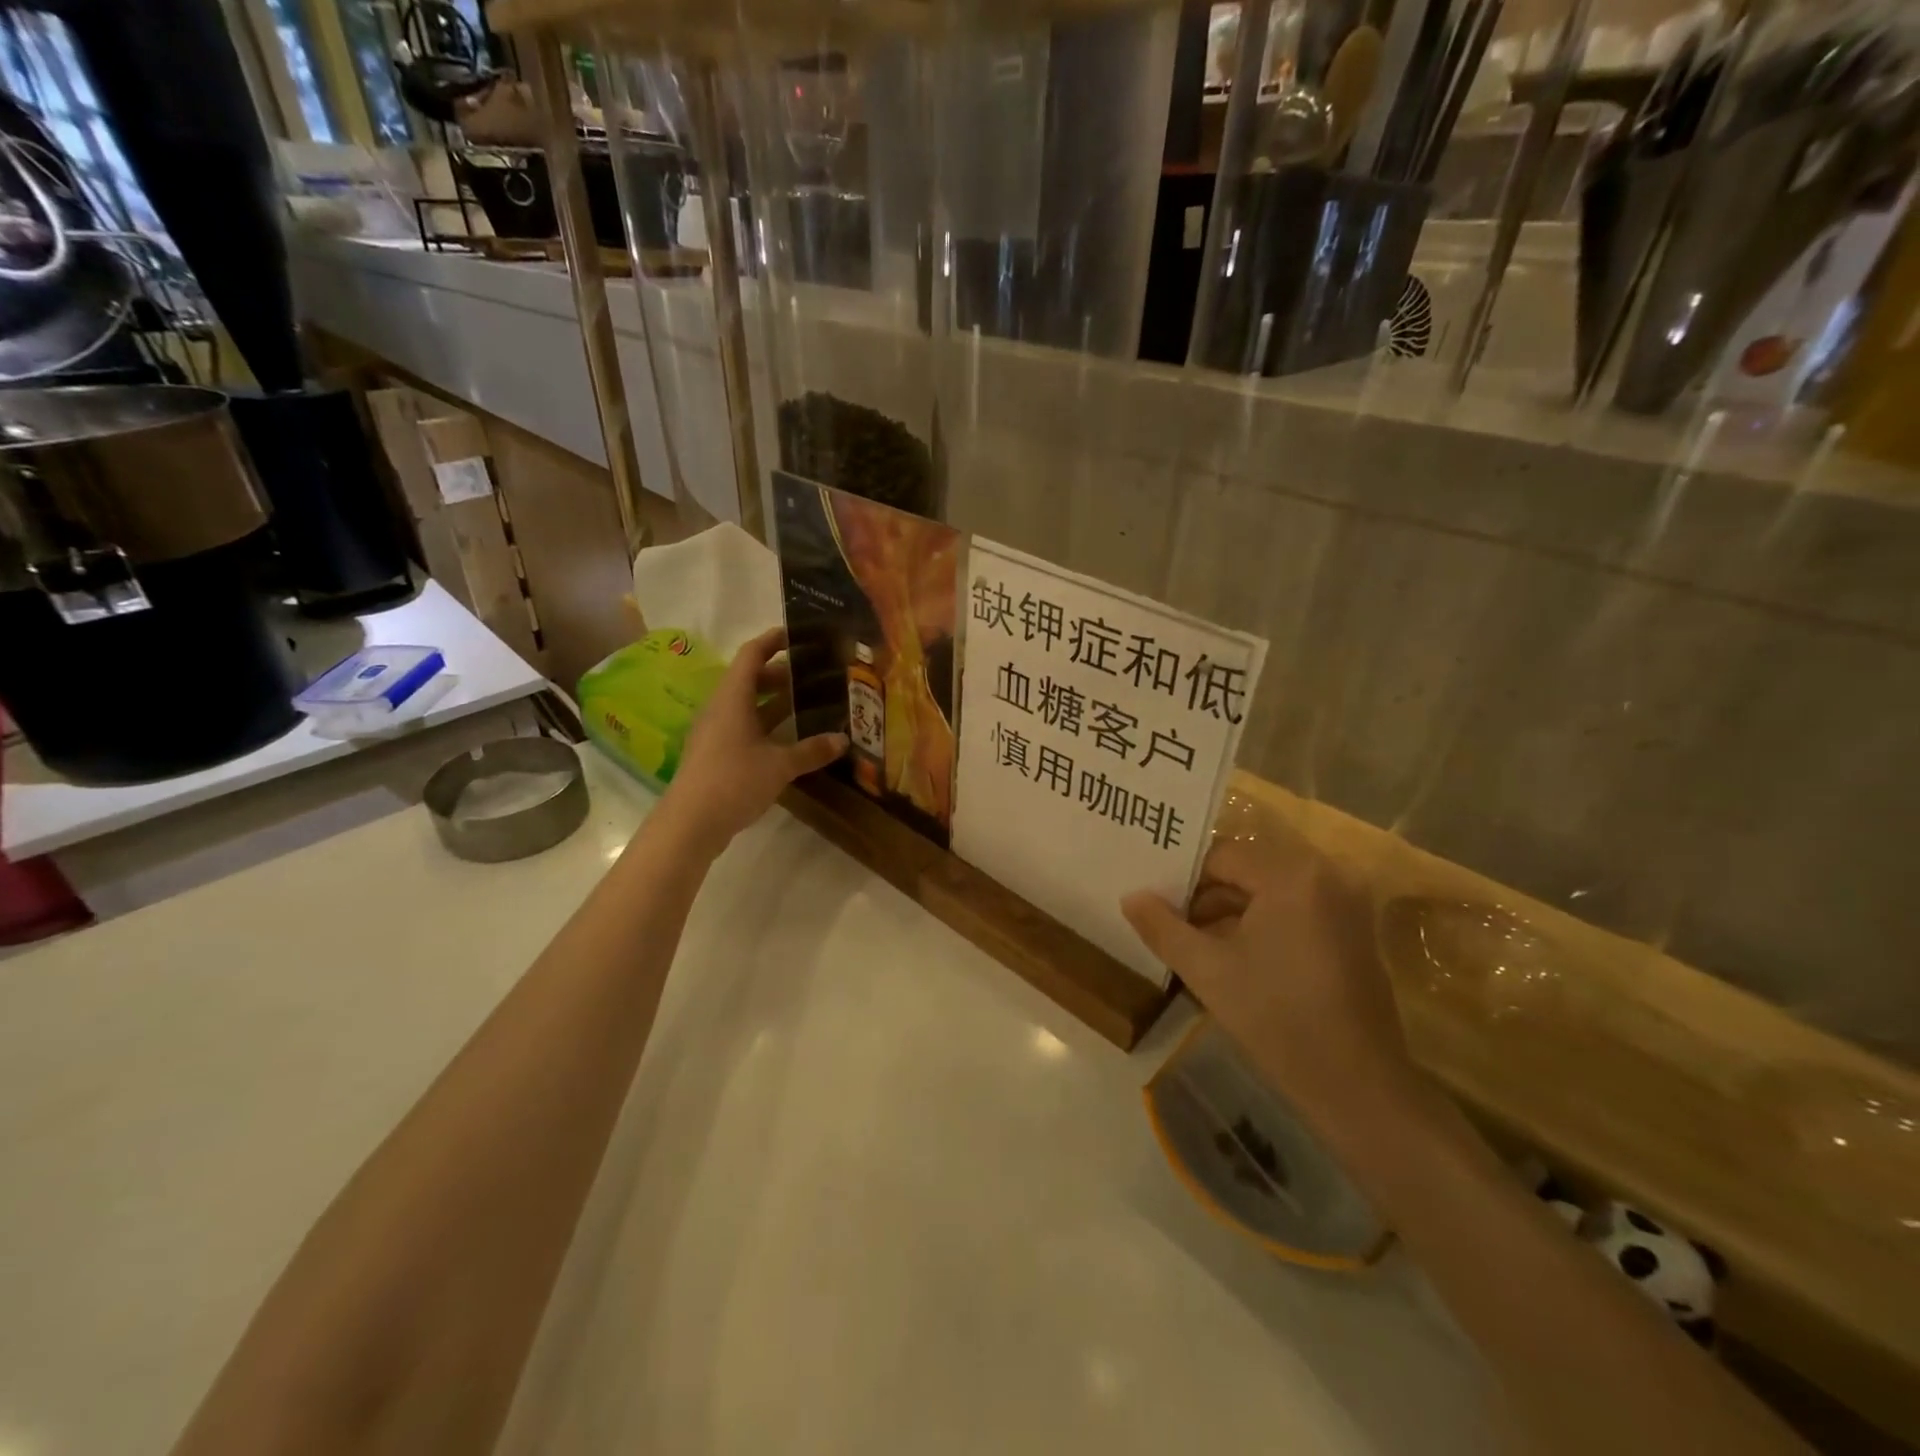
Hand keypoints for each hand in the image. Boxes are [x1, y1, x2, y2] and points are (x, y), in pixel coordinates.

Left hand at [660, 628, 846, 854]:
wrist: (690, 823)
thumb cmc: (733, 781)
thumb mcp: (779, 765)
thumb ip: (811, 750)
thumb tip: (843, 740)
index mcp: (733, 698)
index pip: (752, 655)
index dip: (773, 640)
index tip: (798, 634)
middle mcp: (721, 708)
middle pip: (750, 679)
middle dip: (781, 674)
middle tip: (815, 674)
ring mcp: (715, 733)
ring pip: (747, 706)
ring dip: (775, 702)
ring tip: (808, 702)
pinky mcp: (716, 755)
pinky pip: (744, 728)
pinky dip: (767, 725)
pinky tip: (789, 738)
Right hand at [1121, 819, 1416, 1130]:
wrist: (1357, 1088)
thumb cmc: (1276, 1019)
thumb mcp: (1207, 970)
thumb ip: (1162, 927)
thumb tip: (1130, 896)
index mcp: (1292, 875)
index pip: (1222, 856)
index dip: (1184, 880)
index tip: (1157, 906)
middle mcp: (1326, 874)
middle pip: (1248, 869)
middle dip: (1206, 896)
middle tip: (1169, 923)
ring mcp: (1347, 902)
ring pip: (1270, 890)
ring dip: (1232, 911)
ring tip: (1194, 942)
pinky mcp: (1355, 930)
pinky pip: (1295, 908)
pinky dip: (1262, 923)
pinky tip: (1233, 956)